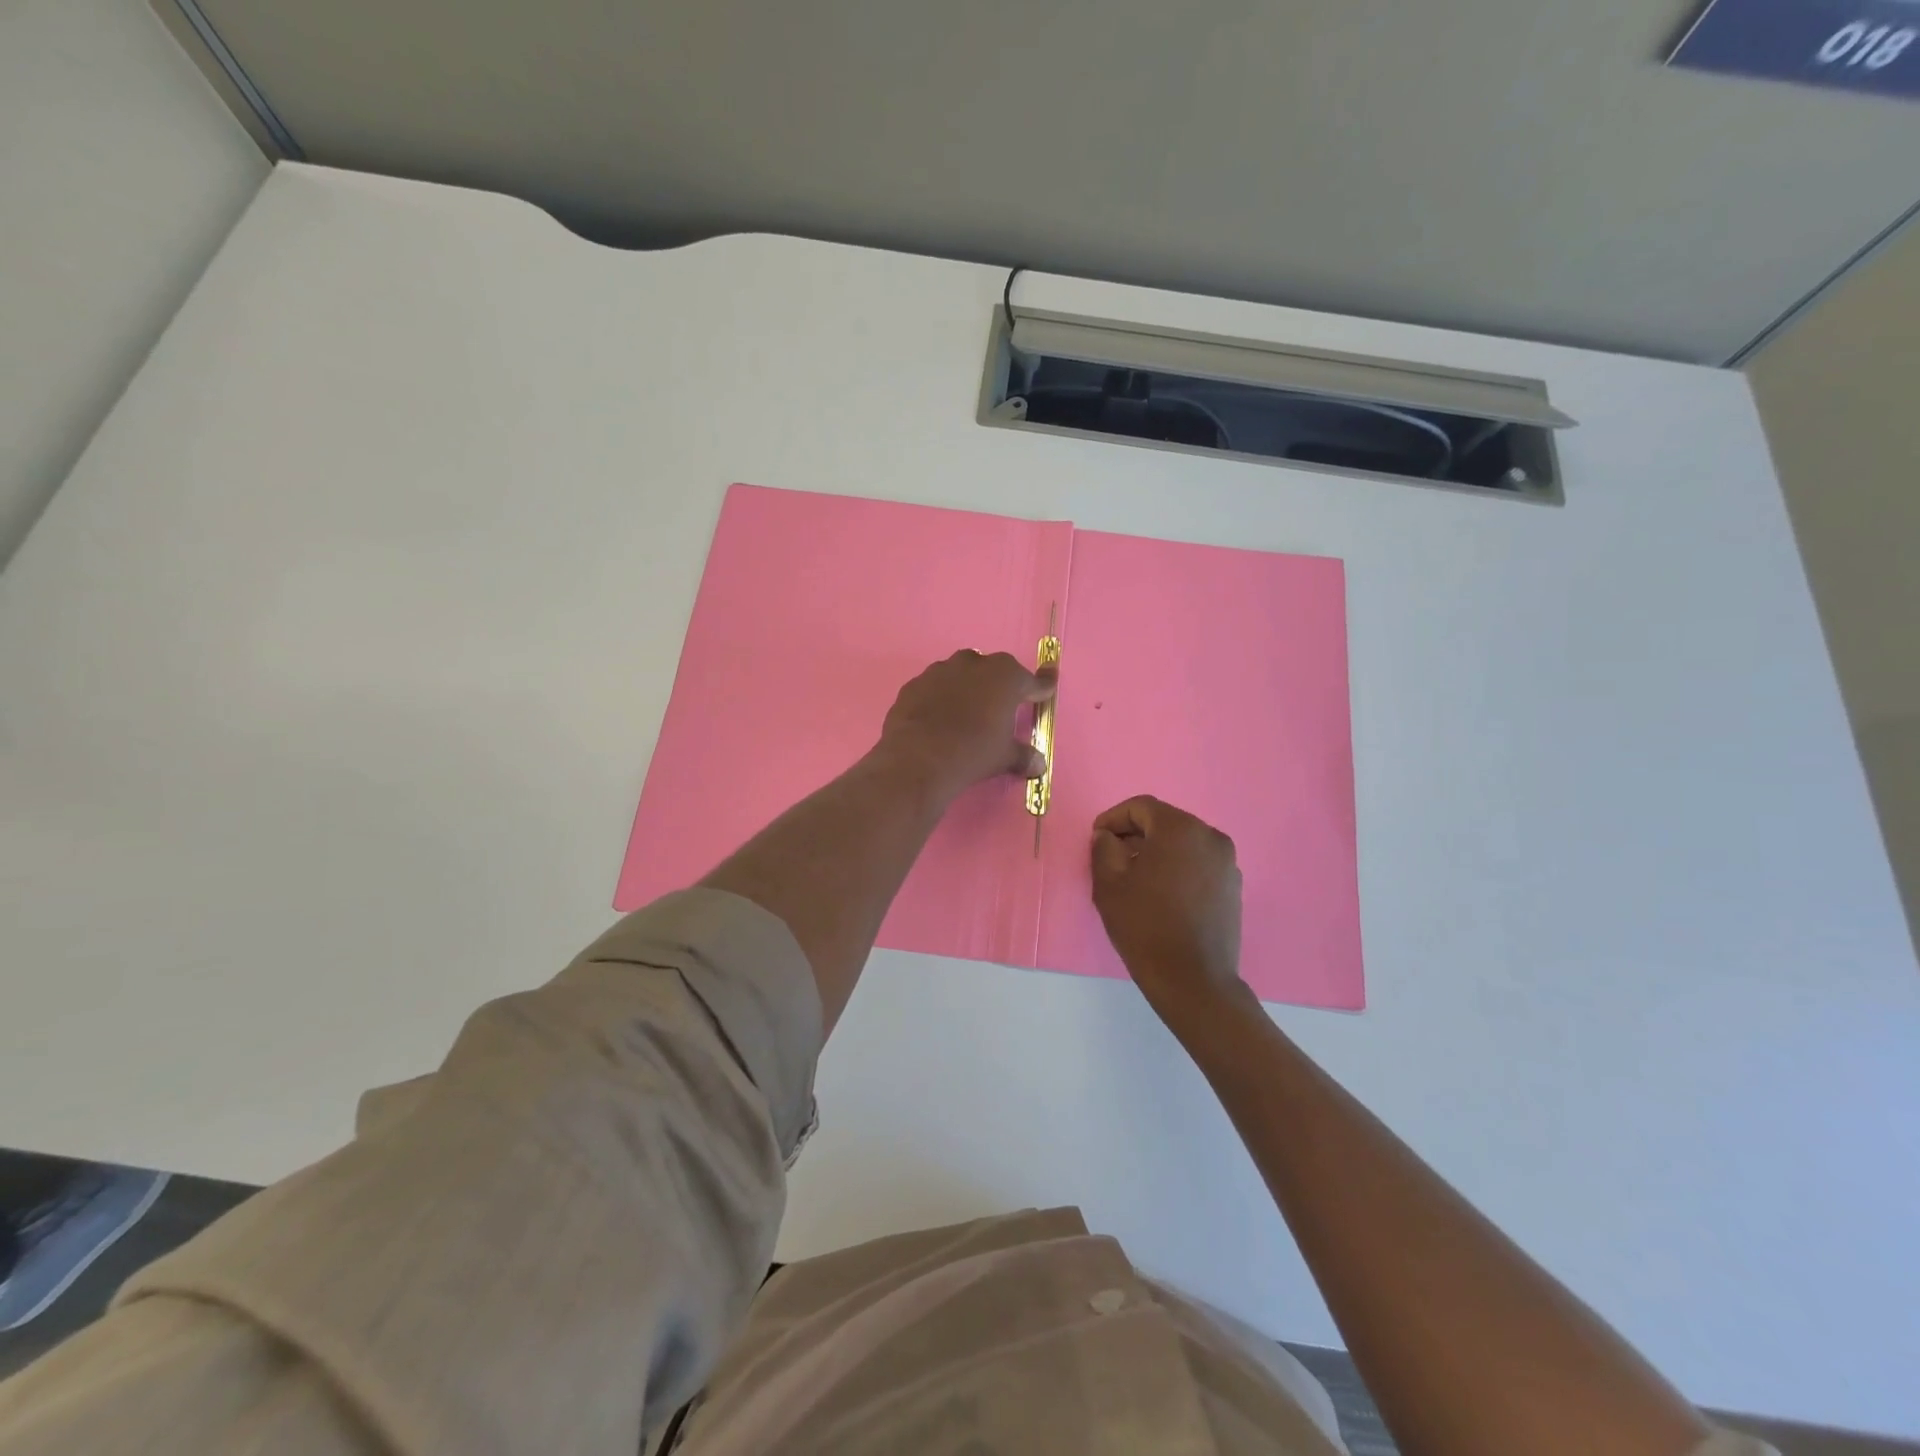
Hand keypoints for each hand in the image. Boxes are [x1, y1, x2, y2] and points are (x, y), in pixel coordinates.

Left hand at [878, 650, 1055, 799]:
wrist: (919, 758)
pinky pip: (933, 688)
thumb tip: (1039, 765)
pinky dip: (938, 699)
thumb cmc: (974, 751)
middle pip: (993, 670)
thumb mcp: (1005, 757)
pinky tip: (936, 719)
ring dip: (966, 688)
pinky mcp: (914, 684)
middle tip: (999, 707)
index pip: (1032, 681)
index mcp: (1005, 677)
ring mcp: (940, 671)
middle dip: (998, 685)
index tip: (1047, 688)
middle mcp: (974, 664)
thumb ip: (1023, 756)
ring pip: (960, 674)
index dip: (1041, 687)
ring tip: (965, 713)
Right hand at [1091, 796, 1247, 1027]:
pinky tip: (1161, 893)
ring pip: (1183, 843)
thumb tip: (1107, 836)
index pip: (1141, 807)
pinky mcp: (1233, 887)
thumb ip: (1104, 848)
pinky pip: (1199, 864)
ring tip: (1135, 876)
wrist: (1193, 979)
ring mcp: (1227, 863)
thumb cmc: (1145, 925)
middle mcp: (1210, 837)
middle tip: (1111, 855)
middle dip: (1135, 833)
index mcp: (1180, 829)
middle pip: (1165, 822)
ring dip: (1157, 851)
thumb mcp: (1109, 883)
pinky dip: (1177, 867)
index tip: (1096, 838)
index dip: (1114, 818)